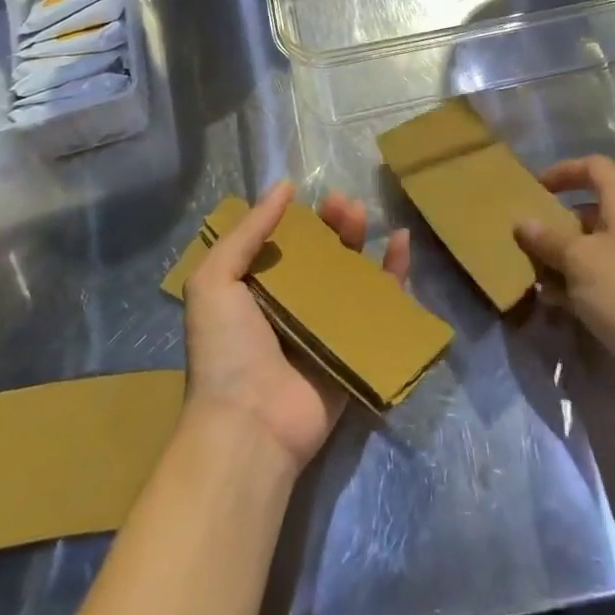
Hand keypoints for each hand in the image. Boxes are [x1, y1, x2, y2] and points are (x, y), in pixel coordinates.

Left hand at [183, 181, 410, 475]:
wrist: (250, 427)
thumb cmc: (226, 350)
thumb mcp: (215, 280)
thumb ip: (247, 231)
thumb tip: (284, 187)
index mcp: (258, 293)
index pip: (286, 245)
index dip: (302, 219)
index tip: (314, 198)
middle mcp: (293, 308)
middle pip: (322, 255)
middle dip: (333, 225)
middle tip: (343, 205)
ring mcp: (327, 329)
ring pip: (352, 275)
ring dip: (360, 241)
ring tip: (362, 215)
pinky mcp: (357, 349)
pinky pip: (382, 307)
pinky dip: (394, 273)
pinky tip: (400, 242)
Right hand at [513, 156, 614, 417]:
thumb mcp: (578, 259)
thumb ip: (547, 238)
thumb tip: (523, 223)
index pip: (594, 167)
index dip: (564, 171)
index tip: (534, 188)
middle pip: (590, 208)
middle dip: (556, 221)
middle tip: (526, 235)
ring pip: (592, 247)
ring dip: (561, 256)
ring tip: (530, 271)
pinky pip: (600, 277)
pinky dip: (576, 283)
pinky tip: (550, 301)